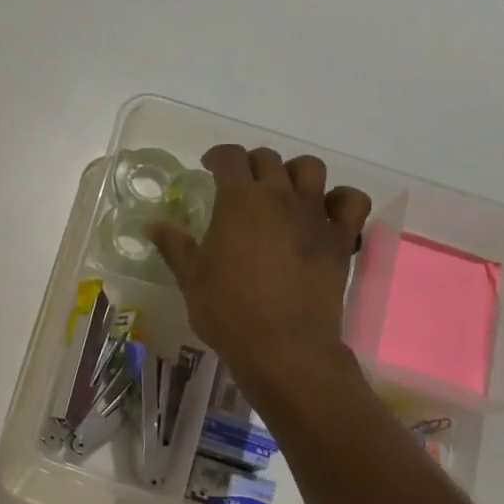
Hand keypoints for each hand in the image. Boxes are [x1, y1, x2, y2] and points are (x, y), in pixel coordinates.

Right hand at [148, 146, 371, 384]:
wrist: (282, 346)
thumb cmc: (227, 310)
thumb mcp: (190, 277)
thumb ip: (174, 245)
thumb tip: (153, 225)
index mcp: (239, 201)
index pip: (230, 157)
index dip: (217, 156)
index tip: (209, 167)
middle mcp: (280, 197)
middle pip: (268, 159)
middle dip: (250, 164)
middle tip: (238, 185)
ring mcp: (315, 215)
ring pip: (310, 169)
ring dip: (293, 173)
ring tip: (281, 192)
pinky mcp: (341, 238)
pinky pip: (351, 201)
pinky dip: (339, 199)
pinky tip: (324, 213)